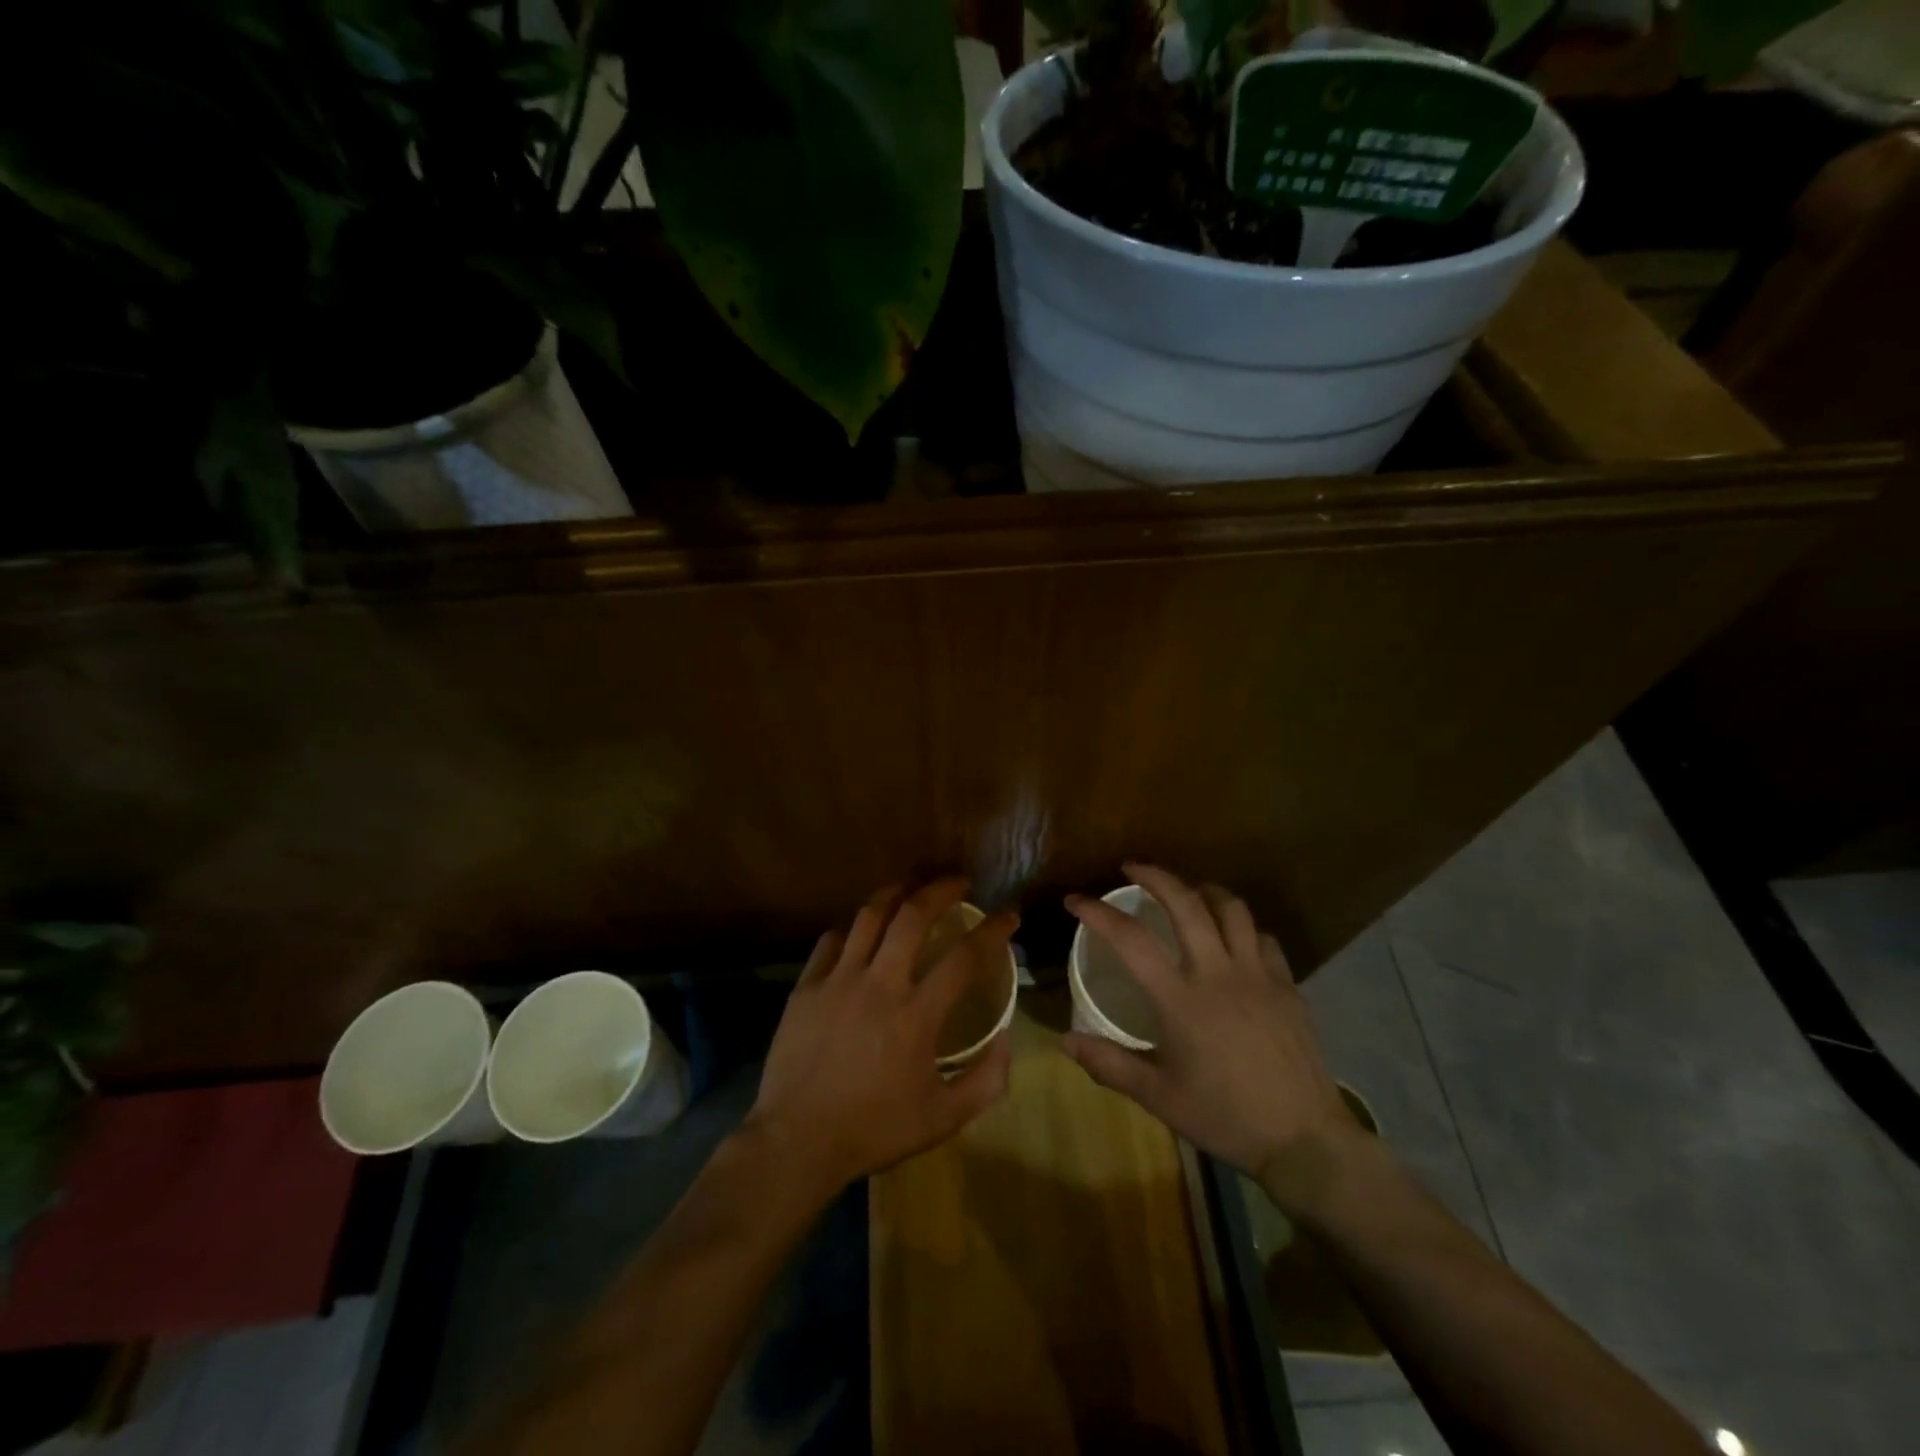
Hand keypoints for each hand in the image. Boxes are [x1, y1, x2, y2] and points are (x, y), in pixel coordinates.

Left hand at [745, 879, 1015, 1197]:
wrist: (796, 1142)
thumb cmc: (873, 1130)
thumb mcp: (942, 1119)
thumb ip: (985, 1081)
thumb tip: (1007, 1040)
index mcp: (916, 1015)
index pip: (965, 957)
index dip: (993, 930)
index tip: (1008, 915)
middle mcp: (879, 984)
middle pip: (912, 916)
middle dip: (941, 890)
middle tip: (959, 883)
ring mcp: (837, 981)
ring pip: (868, 916)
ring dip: (895, 894)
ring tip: (910, 888)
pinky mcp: (806, 987)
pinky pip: (831, 941)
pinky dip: (852, 930)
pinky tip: (860, 934)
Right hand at [1062, 864, 1360, 1215]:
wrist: (1305, 1141)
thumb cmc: (1225, 1117)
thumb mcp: (1159, 1098)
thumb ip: (1110, 1065)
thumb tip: (1065, 1040)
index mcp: (1180, 999)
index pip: (1129, 940)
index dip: (1098, 912)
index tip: (1075, 900)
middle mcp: (1218, 973)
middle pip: (1186, 903)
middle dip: (1155, 876)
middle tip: (1132, 868)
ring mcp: (1257, 975)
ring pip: (1231, 909)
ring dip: (1203, 890)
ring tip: (1187, 891)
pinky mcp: (1287, 985)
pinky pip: (1262, 937)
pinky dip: (1241, 926)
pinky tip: (1232, 938)